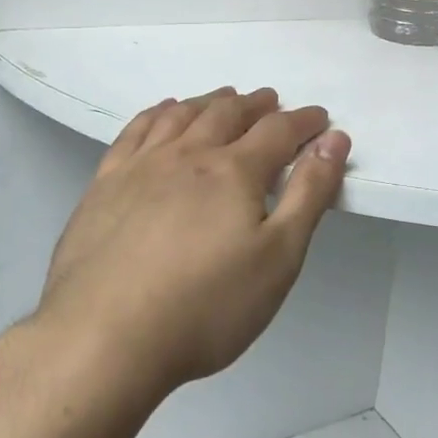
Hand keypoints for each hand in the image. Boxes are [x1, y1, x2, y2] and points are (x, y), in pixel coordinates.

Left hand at [35, 87, 350, 396]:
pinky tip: (163, 113)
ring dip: (209, 101)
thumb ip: (310, 193)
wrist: (102, 339)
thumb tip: (334, 140)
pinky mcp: (105, 184)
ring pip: (182, 115)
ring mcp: (142, 165)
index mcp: (234, 170)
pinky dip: (156, 113)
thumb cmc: (205, 306)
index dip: (304, 121)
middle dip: (256, 104)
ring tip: (224, 98)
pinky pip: (135, 130)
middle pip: (228, 113)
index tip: (319, 118)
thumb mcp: (279, 257)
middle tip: (270, 101)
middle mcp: (189, 154)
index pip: (278, 130)